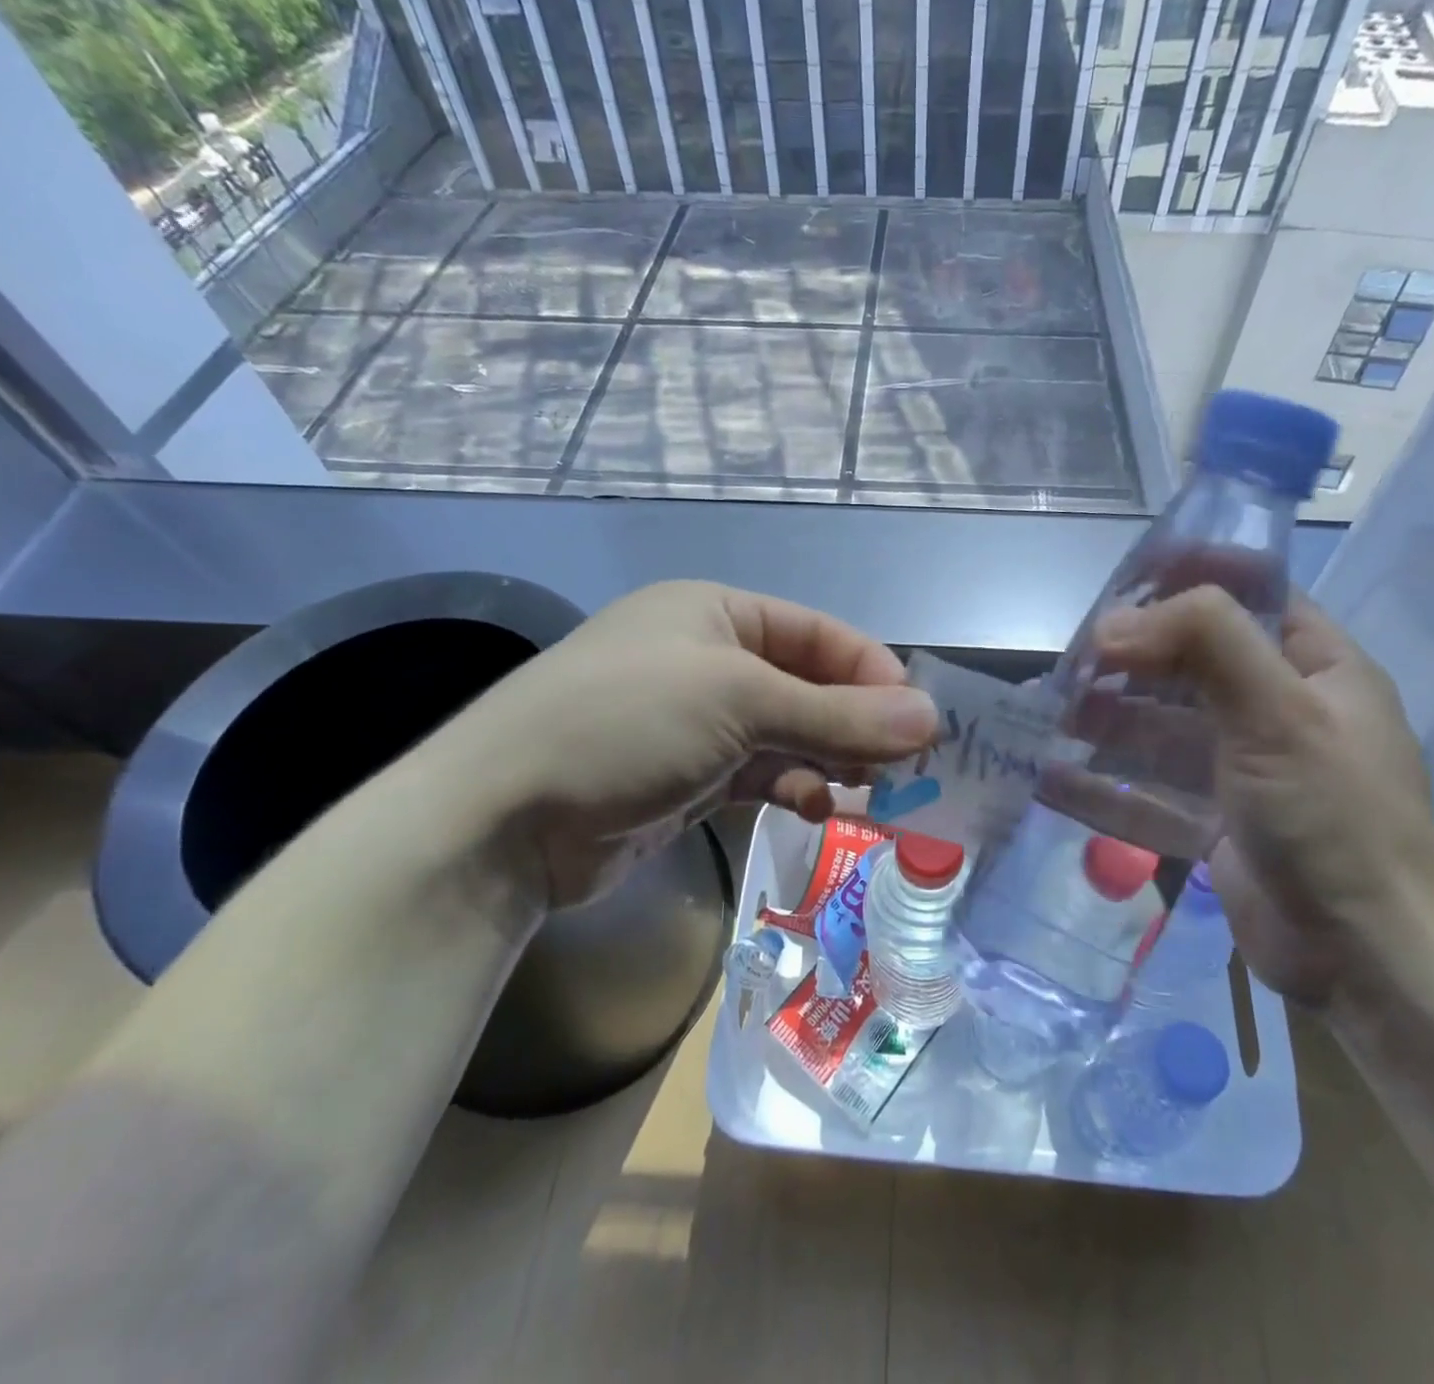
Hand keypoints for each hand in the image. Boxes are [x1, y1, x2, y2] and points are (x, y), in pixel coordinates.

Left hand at [431, 581, 938, 908]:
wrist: (502, 820)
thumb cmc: (626, 725)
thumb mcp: (740, 704)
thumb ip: (839, 715)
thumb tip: (931, 719)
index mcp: (716, 613)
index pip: (819, 635)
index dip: (873, 673)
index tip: (919, 721)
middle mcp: (709, 658)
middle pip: (808, 685)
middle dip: (856, 723)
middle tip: (905, 767)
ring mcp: (697, 721)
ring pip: (789, 734)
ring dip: (829, 759)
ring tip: (866, 793)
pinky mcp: (688, 776)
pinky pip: (762, 773)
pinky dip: (794, 787)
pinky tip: (815, 807)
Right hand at [1093, 589, 1433, 1007]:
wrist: (1369, 960)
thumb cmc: (1335, 818)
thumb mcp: (1280, 712)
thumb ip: (1206, 642)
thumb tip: (1111, 624)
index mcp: (1314, 667)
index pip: (1247, 596)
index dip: (1187, 581)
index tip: (1121, 585)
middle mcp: (1277, 709)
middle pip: (1190, 663)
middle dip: (1130, 660)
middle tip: (1071, 664)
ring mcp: (1243, 768)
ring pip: (1162, 727)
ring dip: (1109, 720)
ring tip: (1052, 717)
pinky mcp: (1214, 820)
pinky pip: (1152, 788)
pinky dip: (1106, 783)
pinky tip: (1052, 779)